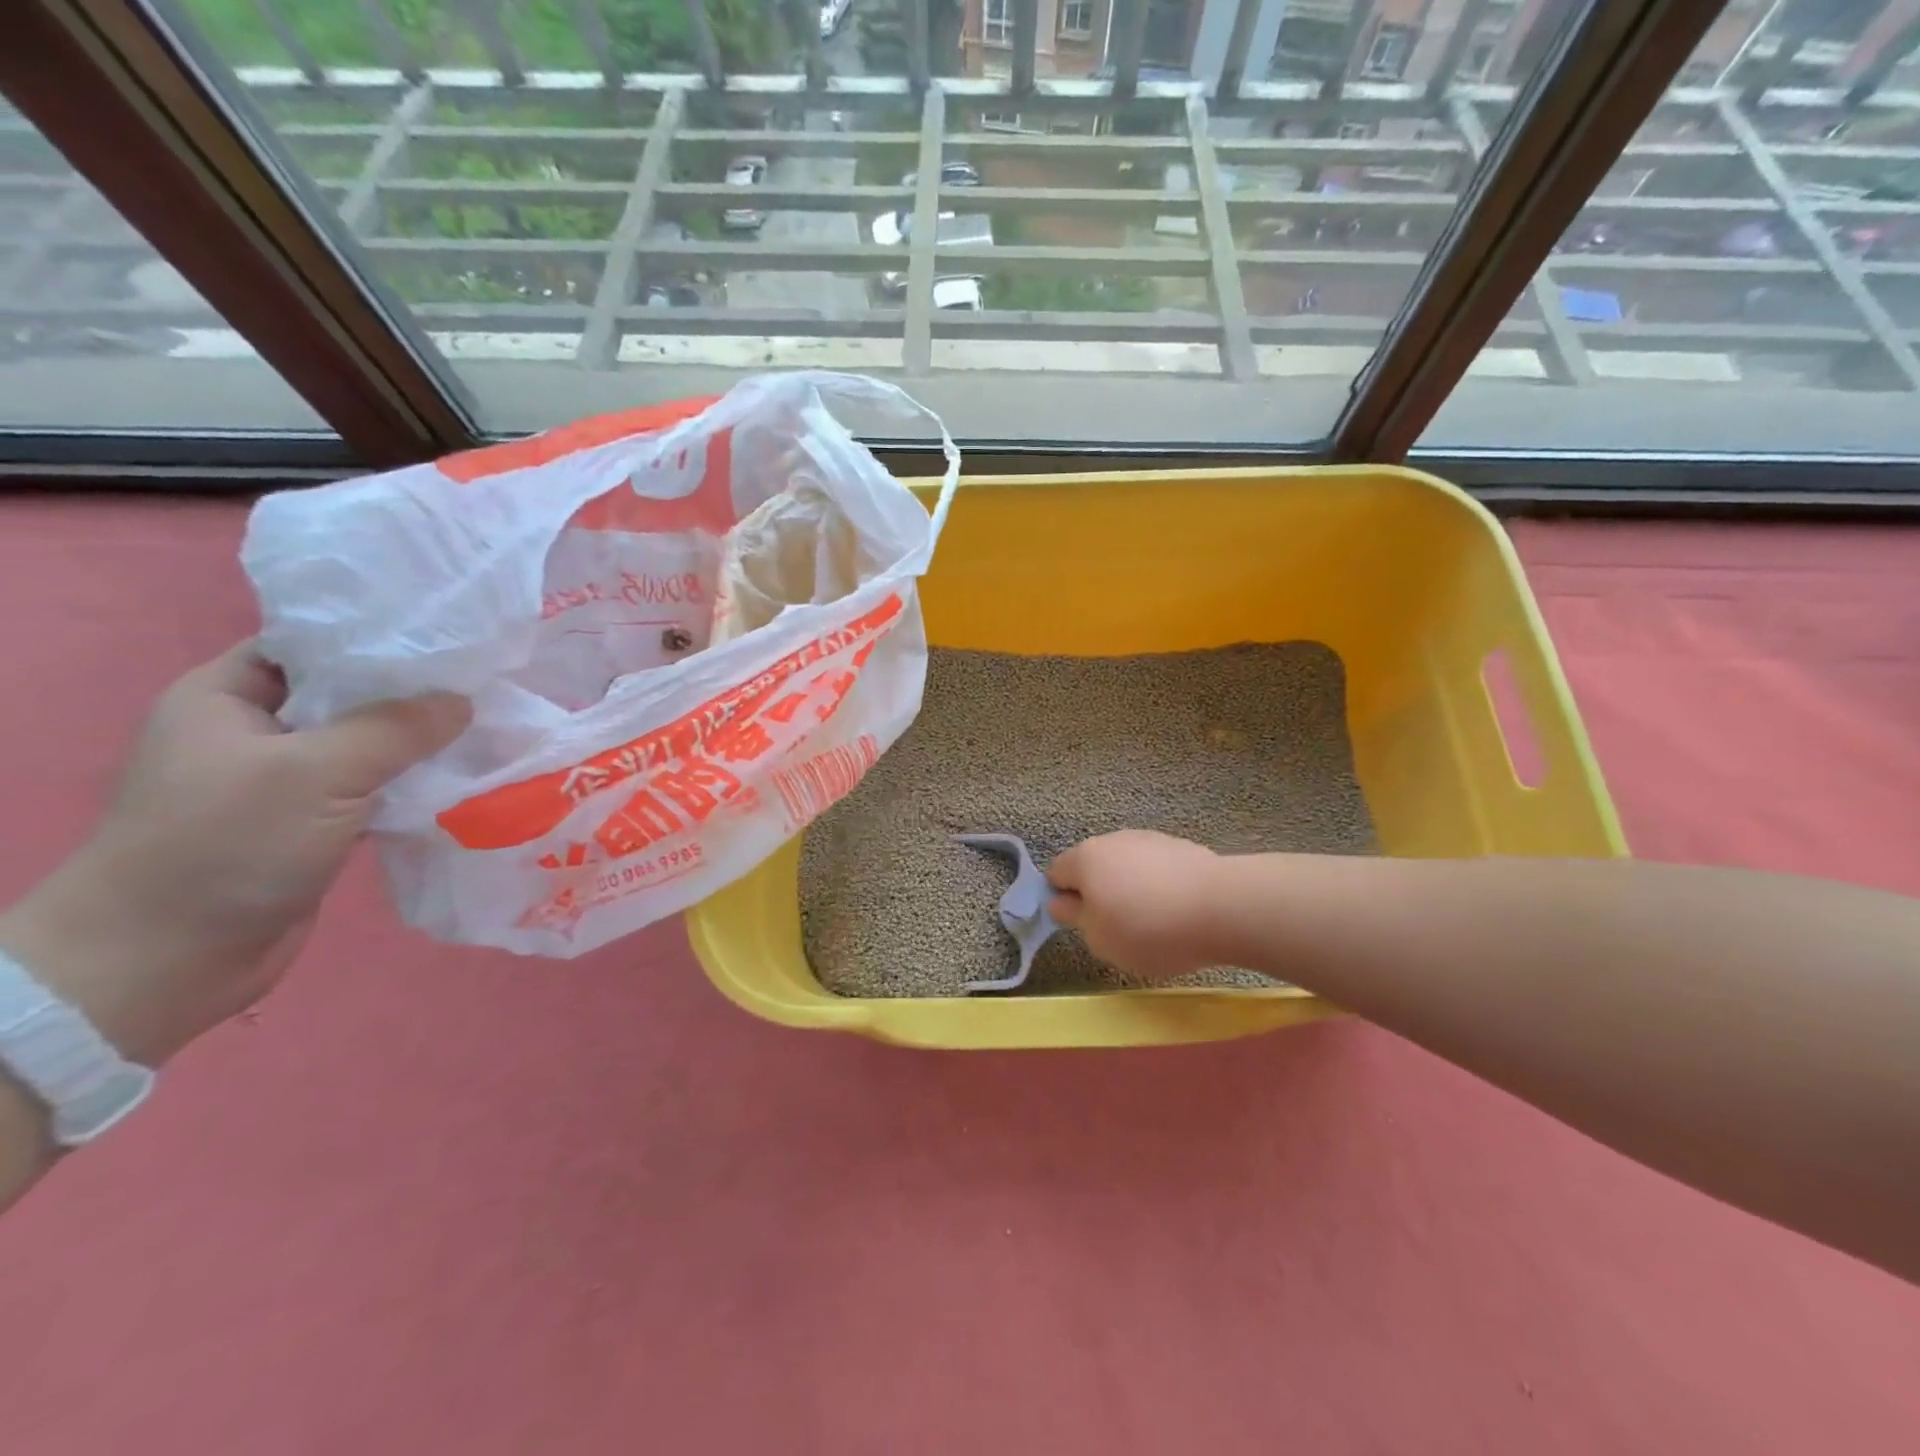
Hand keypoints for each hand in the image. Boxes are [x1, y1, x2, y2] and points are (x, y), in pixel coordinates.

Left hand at [0, 642, 468, 1067]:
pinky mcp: (313, 824)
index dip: (382, 638)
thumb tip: (464, 702)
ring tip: (492, 729)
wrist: (166, 960)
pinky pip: (375, 789)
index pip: (315, 644)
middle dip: (417, 694)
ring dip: (423, 744)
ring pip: (369, 745)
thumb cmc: (224, 845)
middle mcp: (257, 730)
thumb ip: (395, 728)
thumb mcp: (315, 772)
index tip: (454, 641)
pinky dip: (415, 785)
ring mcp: (285, 781)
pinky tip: (464, 780)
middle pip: (351, 695)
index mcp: (229, 695)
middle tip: (488, 685)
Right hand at [1046, 830, 1224, 979]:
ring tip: (1151, 921)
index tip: (1080, 925)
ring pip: (1126, 865)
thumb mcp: (1099, 939)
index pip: (1056, 873)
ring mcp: (1149, 839)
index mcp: (1084, 859)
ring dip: (1129, 887)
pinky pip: (1156, 868)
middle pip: (1093, 865)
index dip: (1062, 899)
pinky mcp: (1181, 846)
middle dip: (1098, 892)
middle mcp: (1112, 840)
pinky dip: (1158, 885)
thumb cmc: (1147, 929)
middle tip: (1114, 927)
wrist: (1221, 908)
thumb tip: (1060, 901)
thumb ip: (1074, 917)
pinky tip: (1176, 910)